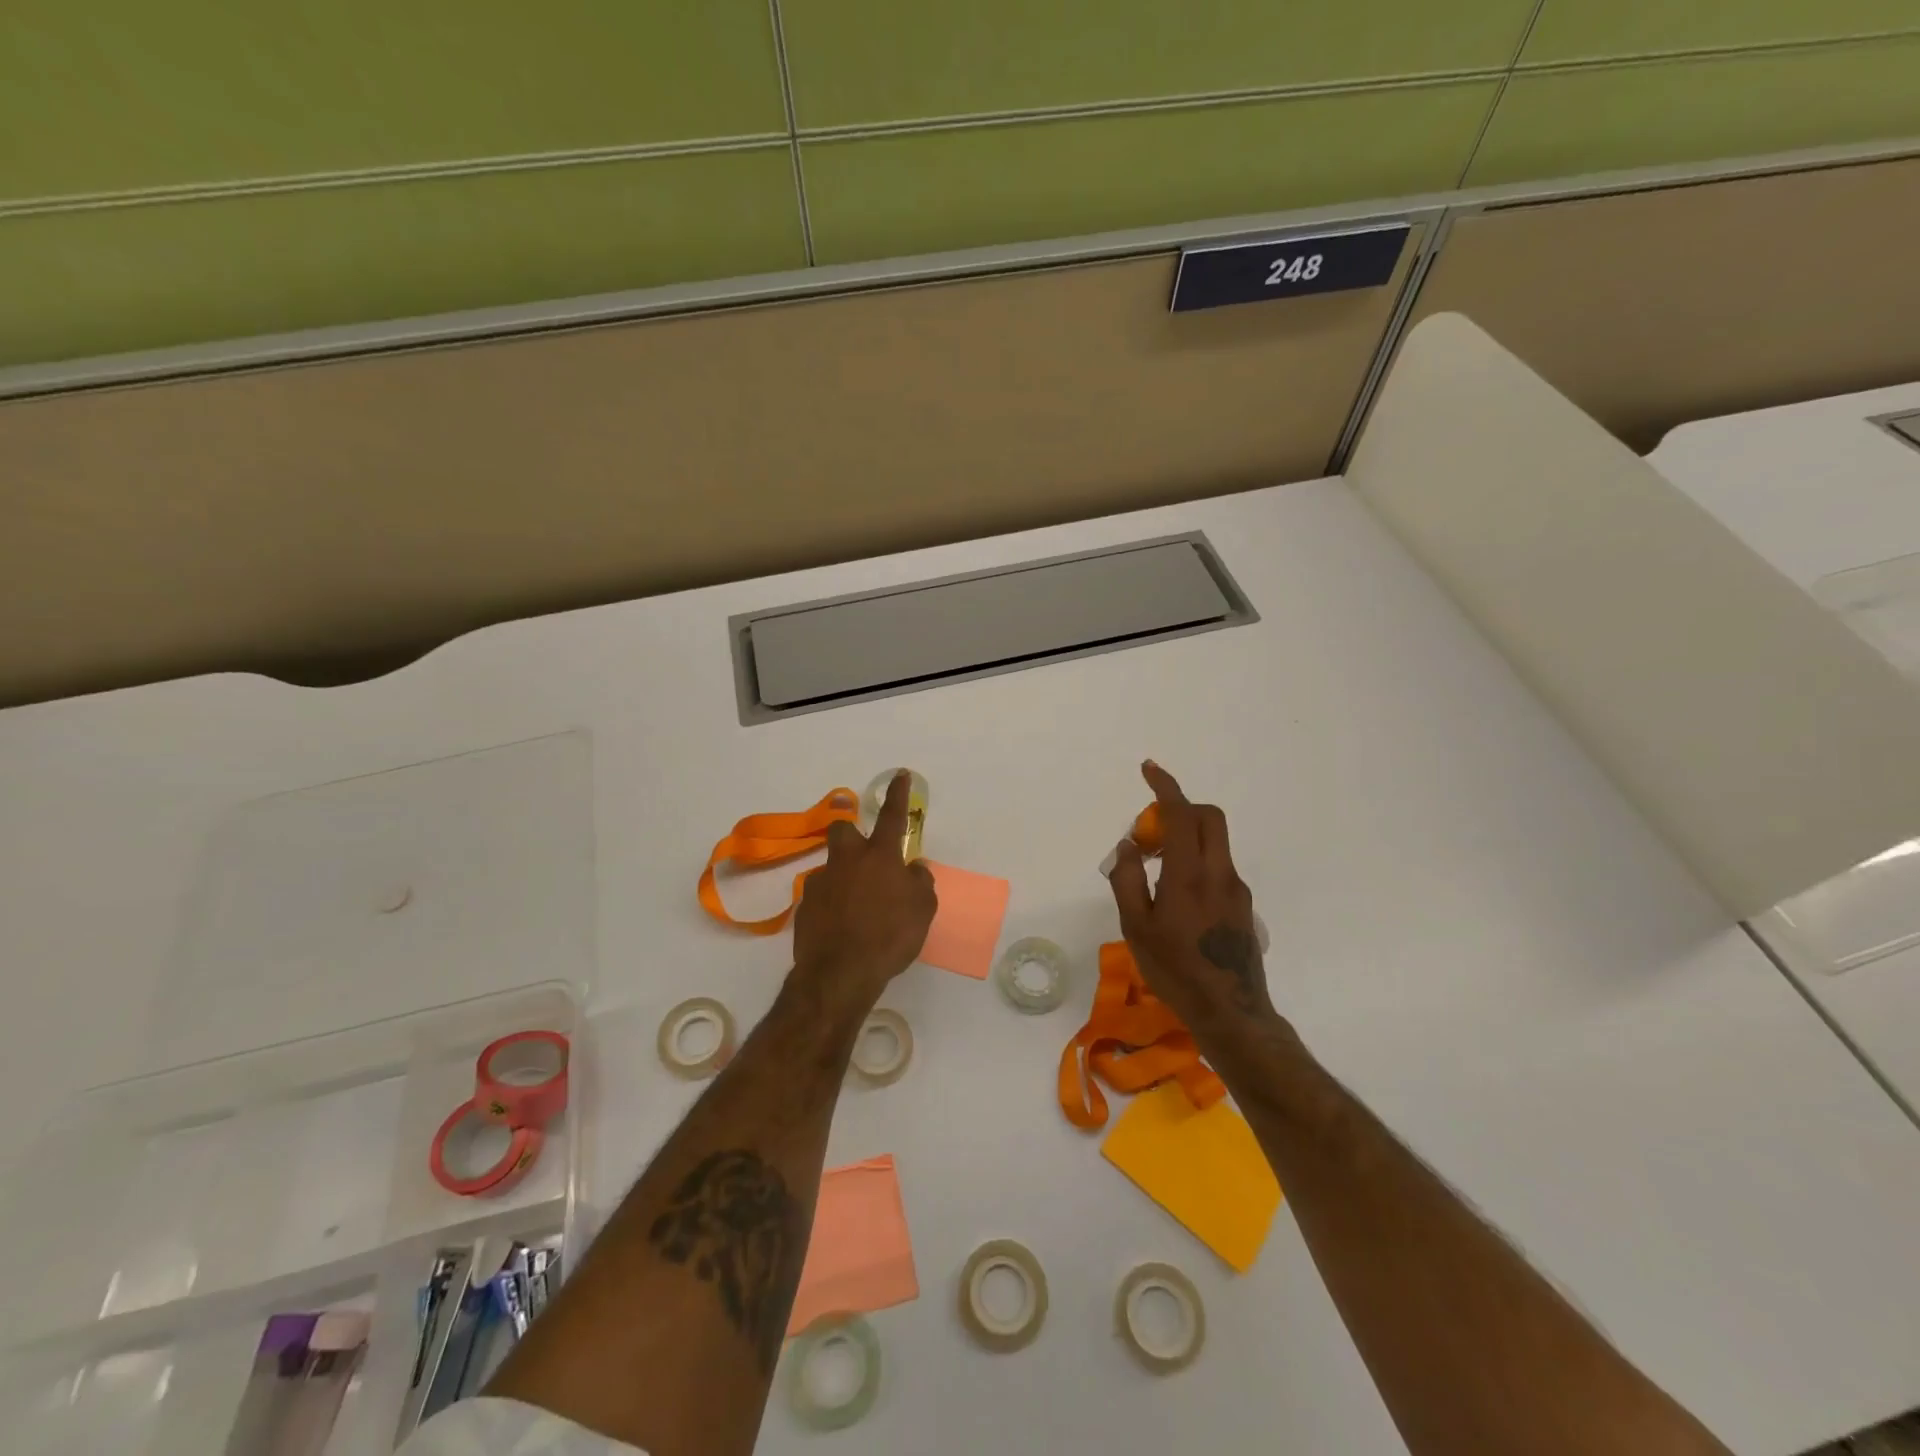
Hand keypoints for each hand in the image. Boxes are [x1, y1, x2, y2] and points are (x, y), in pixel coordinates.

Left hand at [791, 770, 937, 1011]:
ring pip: (831, 865)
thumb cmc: (890, 937)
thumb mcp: (922, 910)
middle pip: (843, 828)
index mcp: (880, 857)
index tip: (900, 774)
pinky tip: (840, 925)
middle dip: (851, 831)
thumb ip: (920, 883)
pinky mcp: (805, 905)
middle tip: (864, 854)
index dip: (898, 794)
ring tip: (856, 904)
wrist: (840, 972)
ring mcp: (822, 881)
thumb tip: (914, 869)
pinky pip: (821, 895)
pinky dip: (831, 903)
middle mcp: (848, 861)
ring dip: (843, 875)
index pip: (892, 816)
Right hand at [1108, 760, 1273, 1026]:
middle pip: (1208, 817)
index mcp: (1189, 875)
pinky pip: (1219, 866)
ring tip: (1156, 871)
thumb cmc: (1174, 970)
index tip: (1149, 769)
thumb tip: (1129, 846)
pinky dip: (1197, 862)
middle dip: (1180, 809)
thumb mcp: (1135, 927)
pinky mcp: (1243, 905)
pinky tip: (1178, 899)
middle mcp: (1219, 873)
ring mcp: (1236, 889)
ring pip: (1215, 842)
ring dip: (1187, 838)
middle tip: (1151, 832)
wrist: (1230, 1012)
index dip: (1165, 786)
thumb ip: (1127, 879)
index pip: (1180, 814)